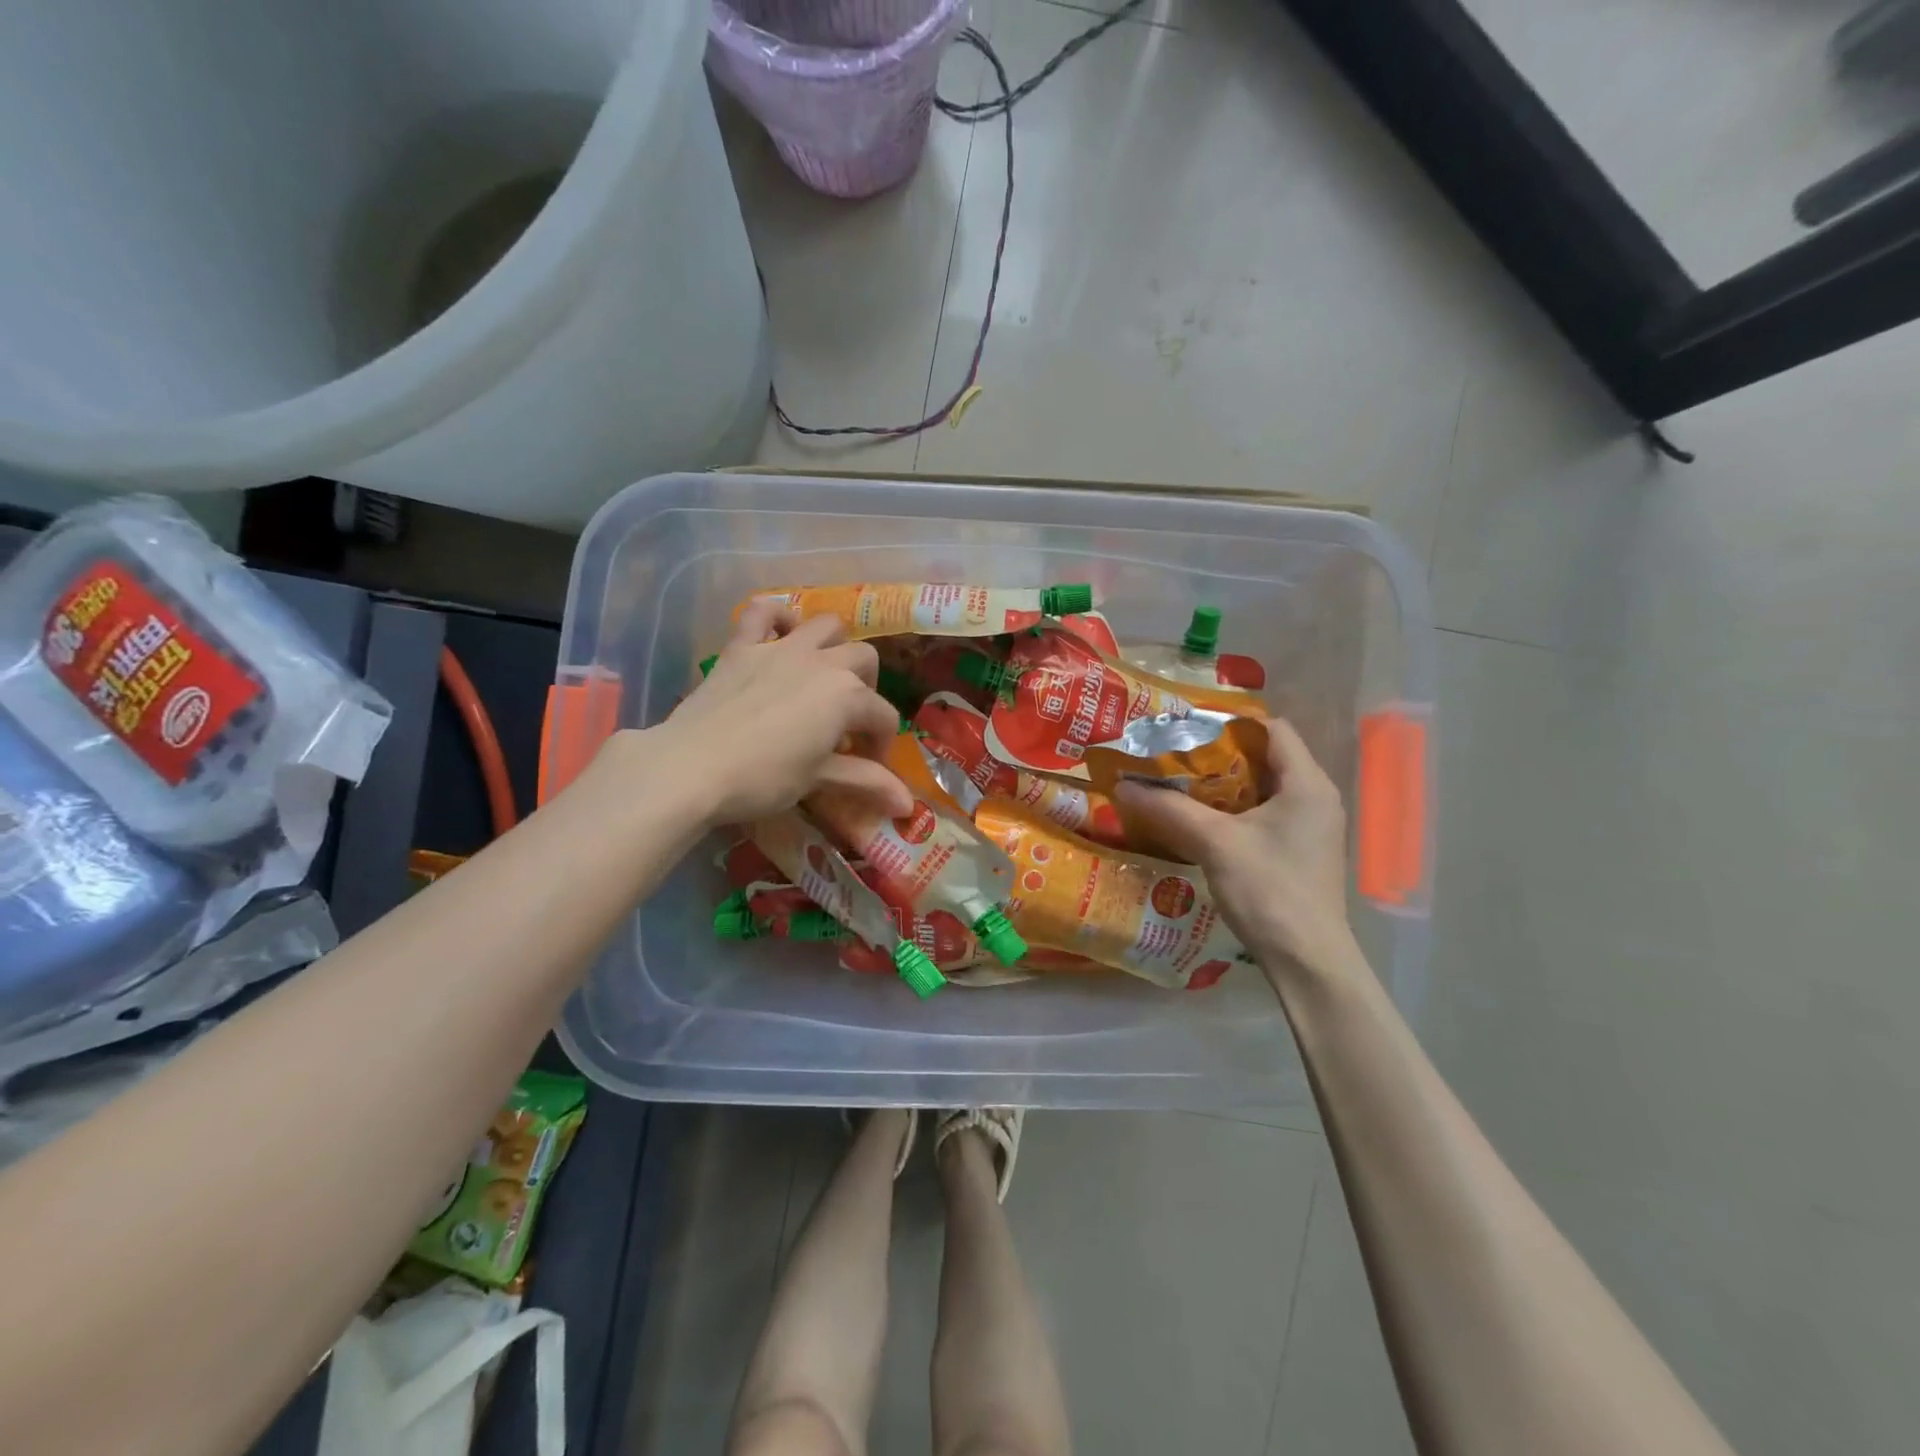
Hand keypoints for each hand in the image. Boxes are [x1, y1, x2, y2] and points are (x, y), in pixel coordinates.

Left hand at [650, 603, 912, 827]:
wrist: (692, 766)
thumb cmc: (763, 778)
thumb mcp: (818, 780)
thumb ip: (865, 782)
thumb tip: (908, 805)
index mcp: (847, 696)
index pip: (882, 717)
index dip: (881, 743)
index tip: (869, 765)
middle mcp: (823, 662)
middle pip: (864, 660)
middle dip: (867, 689)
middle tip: (848, 721)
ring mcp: (781, 648)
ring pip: (826, 625)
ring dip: (835, 645)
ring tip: (825, 674)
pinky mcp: (742, 645)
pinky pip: (764, 611)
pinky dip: (778, 616)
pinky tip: (782, 633)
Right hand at [1114, 718, 1359, 984]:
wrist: (1308, 962)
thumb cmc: (1269, 891)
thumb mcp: (1215, 843)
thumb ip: (1170, 809)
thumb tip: (1123, 785)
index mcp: (1307, 783)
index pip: (1272, 729)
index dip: (1229, 723)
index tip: (1186, 729)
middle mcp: (1315, 798)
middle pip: (1265, 758)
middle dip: (1217, 755)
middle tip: (1173, 757)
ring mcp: (1310, 827)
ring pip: (1262, 789)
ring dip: (1222, 785)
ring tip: (1177, 785)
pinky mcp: (1300, 852)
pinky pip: (1264, 814)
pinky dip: (1232, 811)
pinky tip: (1198, 821)